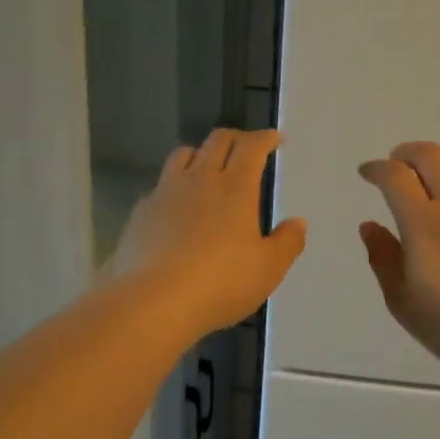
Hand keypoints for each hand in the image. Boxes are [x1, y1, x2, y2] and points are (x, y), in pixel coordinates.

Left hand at [112, 129, 306, 339]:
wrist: (154, 300)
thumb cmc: (220, 283)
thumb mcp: (267, 269)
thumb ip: (287, 242)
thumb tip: (297, 222)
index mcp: (236, 188)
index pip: (252, 147)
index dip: (265, 138)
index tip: (275, 138)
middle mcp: (200, 179)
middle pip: (217, 141)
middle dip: (236, 138)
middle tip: (246, 147)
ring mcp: (166, 192)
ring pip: (183, 154)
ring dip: (200, 153)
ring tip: (208, 168)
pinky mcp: (142, 211)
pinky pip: (160, 185)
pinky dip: (174, 185)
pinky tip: (176, 206)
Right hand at [359, 142, 439, 377]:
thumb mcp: (401, 300)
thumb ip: (383, 258)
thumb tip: (369, 226)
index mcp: (422, 223)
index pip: (395, 176)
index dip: (377, 169)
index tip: (368, 173)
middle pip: (429, 155)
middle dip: (407, 153)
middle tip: (399, 165)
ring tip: (439, 169)